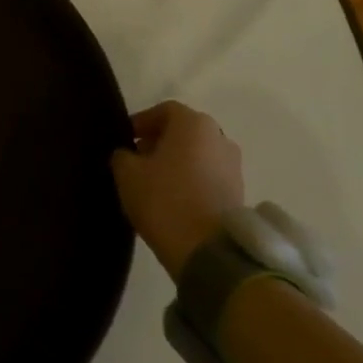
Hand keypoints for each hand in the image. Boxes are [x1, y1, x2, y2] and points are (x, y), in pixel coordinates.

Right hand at [111, 101, 244, 283]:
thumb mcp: (127, 174)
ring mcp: (234, 167)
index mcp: (194, 124)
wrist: (209, 252)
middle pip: (184, 131)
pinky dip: (192, 179)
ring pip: (198, 154)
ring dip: (177, 161)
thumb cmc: (165, 200)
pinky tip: (174, 198)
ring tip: (155, 182)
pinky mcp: (239, 194)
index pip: (164, 110)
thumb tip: (128, 154)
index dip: (142, 122)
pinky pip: (209, 176)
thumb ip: (123, 155)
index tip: (126, 139)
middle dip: (160, 141)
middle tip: (138, 159)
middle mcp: (219, 138)